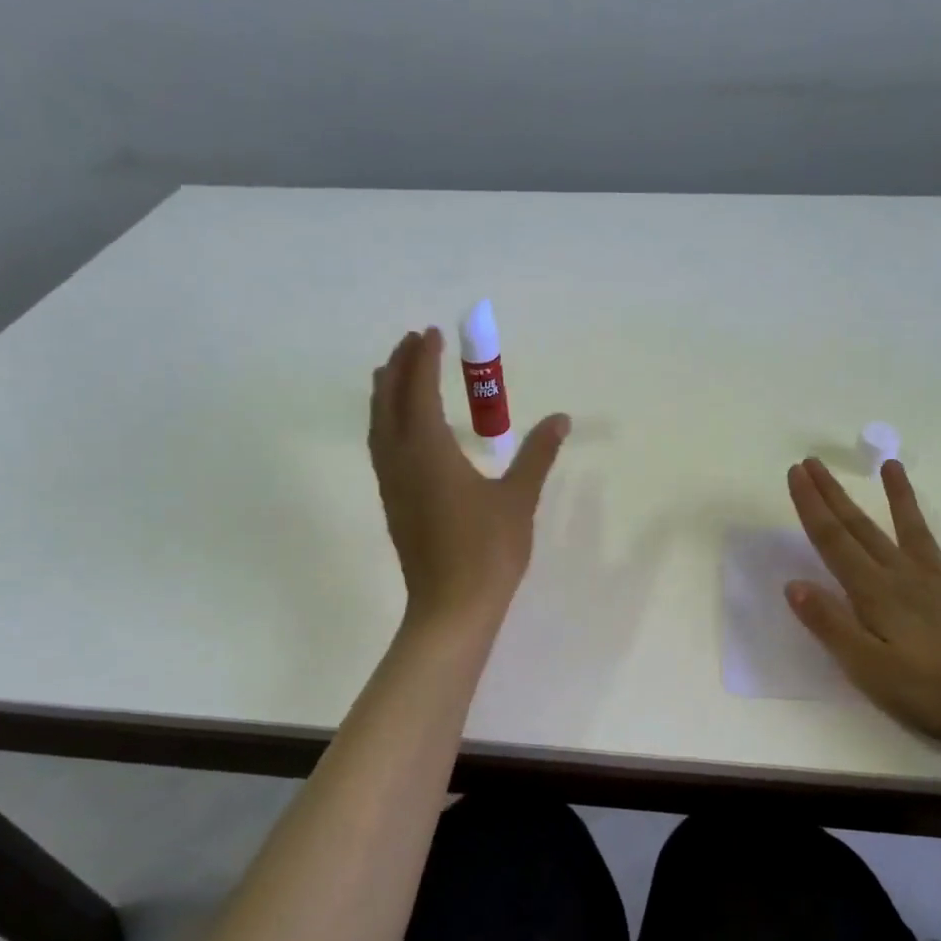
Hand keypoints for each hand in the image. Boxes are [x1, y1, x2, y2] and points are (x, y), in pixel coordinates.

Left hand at [369, 327, 569, 628]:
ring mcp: (392, 484)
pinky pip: (381, 447)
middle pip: (389, 402)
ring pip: (378, 426)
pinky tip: (401, 428)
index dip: (424, 360)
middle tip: (412, 341)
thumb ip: (537, 455)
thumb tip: (561, 419)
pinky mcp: (393, 503)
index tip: (431, 333)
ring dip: (386, 393)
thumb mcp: (518, 499)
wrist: (452, 607)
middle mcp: (401, 460)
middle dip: (399, 368)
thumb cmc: (487, 550)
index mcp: (429, 451)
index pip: (420, 391)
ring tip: (396, 372)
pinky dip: (386, 422)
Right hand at [784, 456, 940, 753]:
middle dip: (835, 496)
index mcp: (876, 594)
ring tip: (891, 465)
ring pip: (917, 533)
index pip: (833, 542)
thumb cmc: (934, 694)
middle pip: (863, 530)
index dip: (812, 507)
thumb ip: (830, 624)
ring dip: (902, 498)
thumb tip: (794, 584)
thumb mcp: (868, 668)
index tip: (796, 472)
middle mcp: (907, 578)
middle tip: (815, 462)